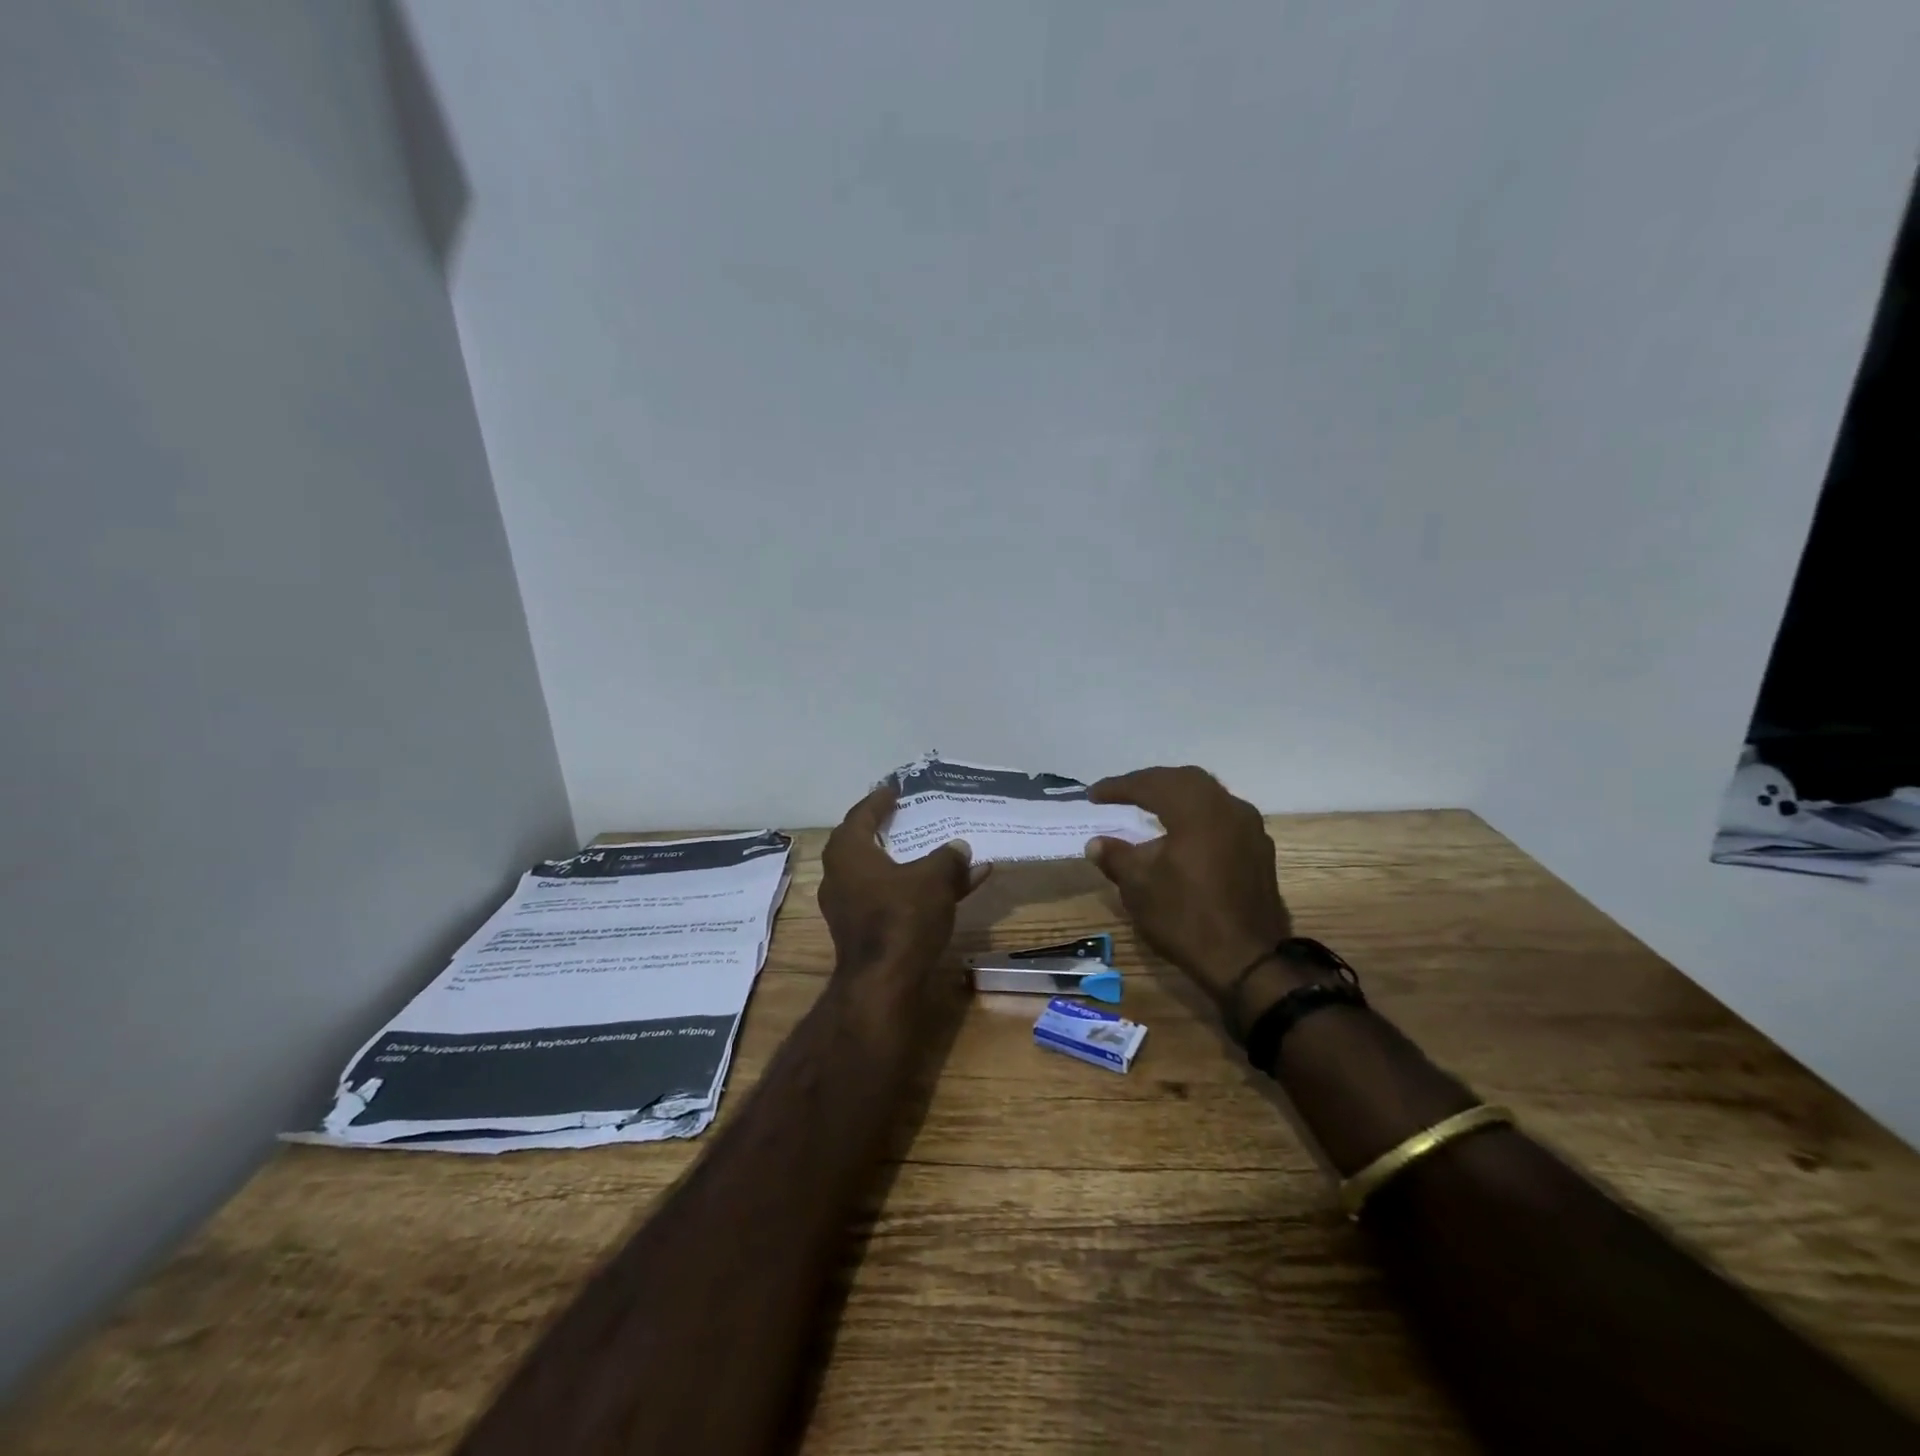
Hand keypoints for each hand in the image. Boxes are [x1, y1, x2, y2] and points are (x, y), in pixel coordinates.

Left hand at [818, 784, 989, 999]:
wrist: (884, 984)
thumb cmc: (901, 917)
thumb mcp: (934, 878)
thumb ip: (948, 858)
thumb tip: (959, 848)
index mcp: (848, 854)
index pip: (861, 815)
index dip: (878, 801)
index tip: (893, 789)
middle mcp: (841, 878)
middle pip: (866, 846)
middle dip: (889, 832)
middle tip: (906, 817)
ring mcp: (850, 908)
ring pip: (884, 876)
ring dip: (912, 865)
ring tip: (940, 852)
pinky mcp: (865, 933)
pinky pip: (893, 900)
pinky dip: (918, 892)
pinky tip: (955, 890)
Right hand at [1084, 766, 1292, 1007]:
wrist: (1248, 961)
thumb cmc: (1186, 918)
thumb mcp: (1139, 887)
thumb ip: (1116, 857)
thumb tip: (1096, 843)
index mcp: (1196, 810)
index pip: (1151, 785)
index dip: (1119, 787)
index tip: (1093, 795)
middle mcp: (1228, 808)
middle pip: (1184, 780)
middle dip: (1150, 783)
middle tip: (1122, 793)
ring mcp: (1250, 828)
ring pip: (1208, 795)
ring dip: (1176, 795)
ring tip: (1150, 806)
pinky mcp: (1259, 849)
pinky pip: (1223, 815)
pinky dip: (1197, 814)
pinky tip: (1183, 832)